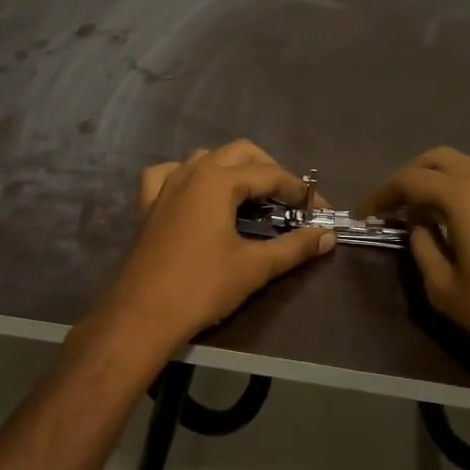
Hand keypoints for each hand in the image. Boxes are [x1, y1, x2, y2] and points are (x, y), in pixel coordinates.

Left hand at [95, 140, 334, 358]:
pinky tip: (198, 193)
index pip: (270, 174)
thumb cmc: (202, 287)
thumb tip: (327, 237)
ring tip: (253, 197)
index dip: (300, 190)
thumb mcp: (255, 267)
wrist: (143, 315)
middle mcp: (192, 172)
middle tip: (290, 200)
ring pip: (207, 158)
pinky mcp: (149, 204)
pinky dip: (190, 177)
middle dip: (270, 171)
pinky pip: (171, 174)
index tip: (321, 210)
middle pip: (240, 153)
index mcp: (218, 180)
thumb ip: (294, 247)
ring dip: (234, 170)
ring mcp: (166, 185)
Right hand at [356, 147, 469, 405]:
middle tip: (392, 206)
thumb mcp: (444, 289)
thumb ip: (423, 247)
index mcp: (464, 197)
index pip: (410, 180)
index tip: (364, 214)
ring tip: (430, 213)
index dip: (381, 195)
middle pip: (440, 160)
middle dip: (411, 177)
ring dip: (444, 182)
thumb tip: (418, 225)